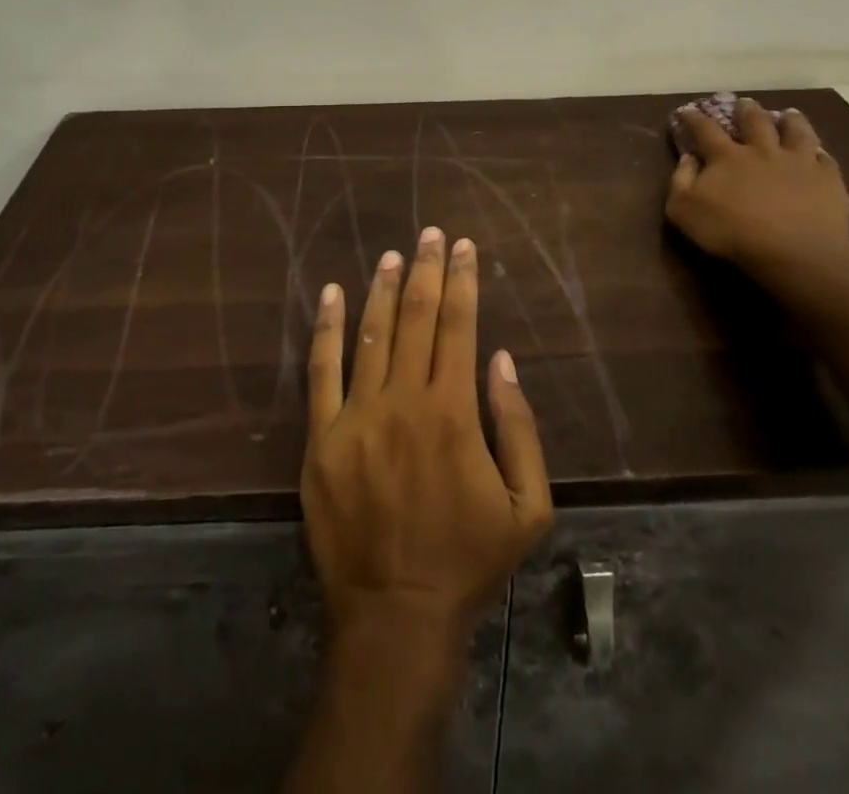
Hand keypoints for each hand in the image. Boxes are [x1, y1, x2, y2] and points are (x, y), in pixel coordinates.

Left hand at [301, 229, 553, 645]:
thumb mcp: (527, 507)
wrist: (397, 614)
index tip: (462, 246)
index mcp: (454, 413)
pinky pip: (321, 371)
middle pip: (417, 318)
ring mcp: (358, 417)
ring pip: (372, 333)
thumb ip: (520, 428)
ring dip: (384, 288)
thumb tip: (501, 360)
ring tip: (393, 254)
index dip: (463, 280)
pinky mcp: (322, 437)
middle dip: (426, 270)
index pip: (460, 326)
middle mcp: (405, 401)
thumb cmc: (468, 561)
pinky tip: (333, 292)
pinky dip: (327, 327)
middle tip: (429, 233)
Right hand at [667, 99, 848, 272]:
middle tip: (744, 103)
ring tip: (788, 114)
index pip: (705, 129)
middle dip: (746, 110)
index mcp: (727, 156)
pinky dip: (820, 153)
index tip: (687, 111)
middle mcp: (763, 151)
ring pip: (796, 131)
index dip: (694, 118)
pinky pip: (825, 159)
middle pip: (755, 122)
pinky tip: (819, 153)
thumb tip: (689, 157)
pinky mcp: (828, 180)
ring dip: (790, 120)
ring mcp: (799, 162)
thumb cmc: (732, 232)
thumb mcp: (684, 210)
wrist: (794, 253)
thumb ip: (681, 180)